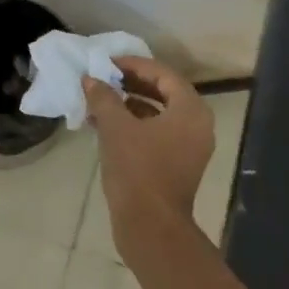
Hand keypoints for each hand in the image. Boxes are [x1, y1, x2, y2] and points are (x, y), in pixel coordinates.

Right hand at [83, 56, 214, 235]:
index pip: (162, 74)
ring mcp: (190, 147)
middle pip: (163, 92)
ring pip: (158, 114)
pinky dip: (134, 126)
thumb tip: (91, 79)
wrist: (150, 227)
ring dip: (129, 105)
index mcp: (190, 110)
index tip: (107, 62)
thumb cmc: (137, 170)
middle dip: (131, 83)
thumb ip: (104, 97)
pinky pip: (157, 134)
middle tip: (104, 78)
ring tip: (99, 101)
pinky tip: (105, 126)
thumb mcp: (115, 128)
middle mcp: (197, 125)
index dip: (133, 64)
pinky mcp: (178, 165)